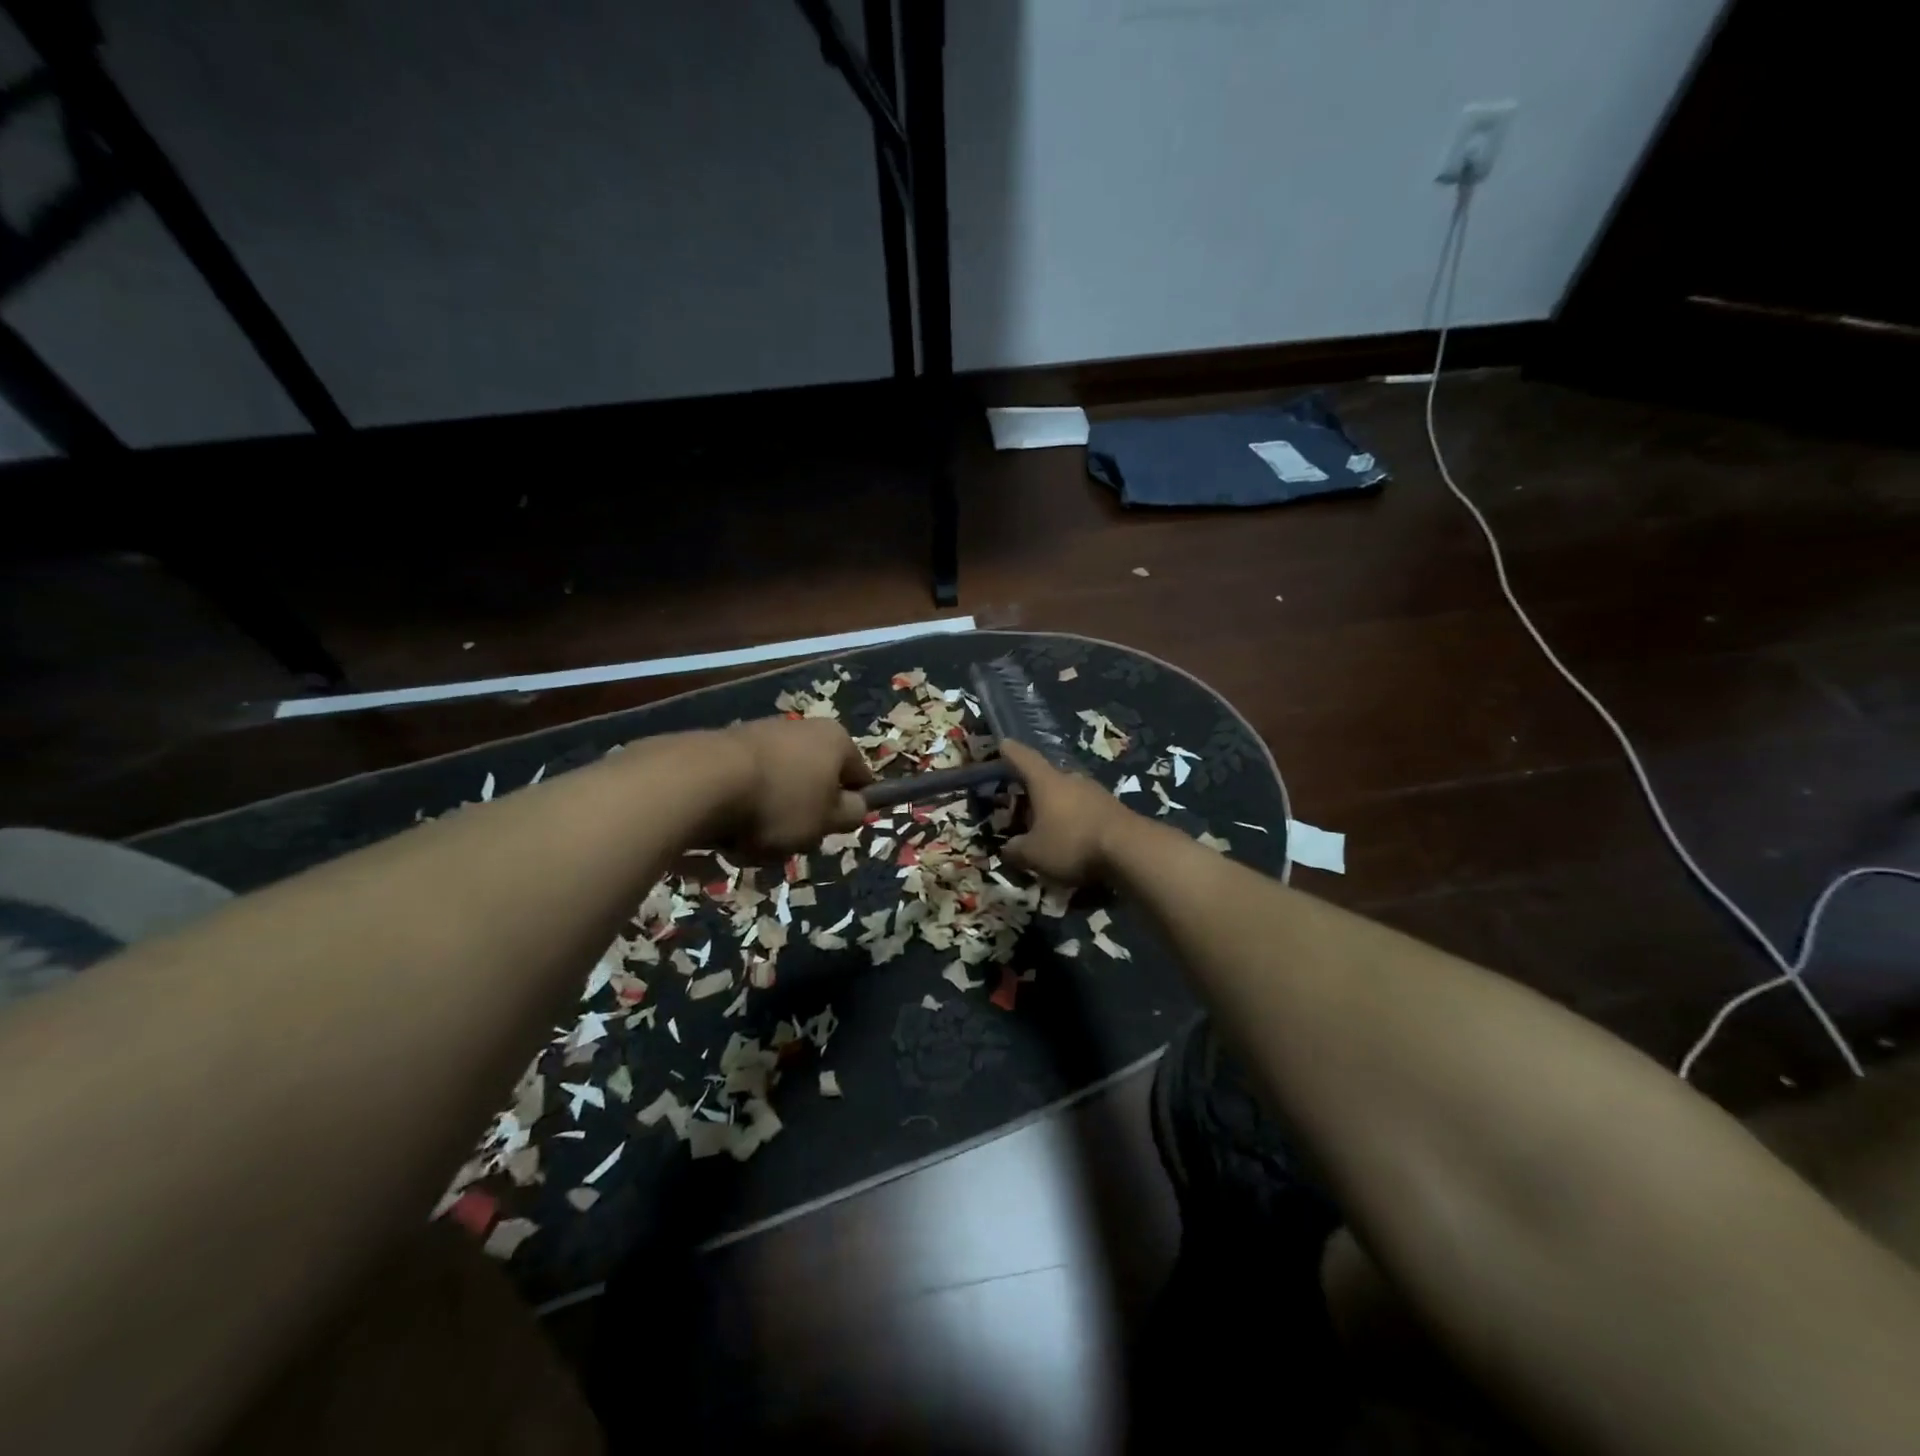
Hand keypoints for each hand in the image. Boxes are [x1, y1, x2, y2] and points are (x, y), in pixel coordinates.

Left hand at [712, 718, 872, 856]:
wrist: (702, 781)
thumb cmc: (779, 803)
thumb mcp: (826, 821)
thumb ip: (851, 813)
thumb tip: (857, 804)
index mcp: (836, 739)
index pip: (860, 776)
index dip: (850, 807)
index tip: (832, 830)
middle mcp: (802, 727)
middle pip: (815, 780)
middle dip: (805, 812)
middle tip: (791, 839)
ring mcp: (762, 732)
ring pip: (780, 785)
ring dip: (771, 813)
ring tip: (752, 839)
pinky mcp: (725, 745)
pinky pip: (746, 784)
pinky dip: (741, 805)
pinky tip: (726, 827)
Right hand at [1000, 740, 1133, 885]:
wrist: (1130, 850)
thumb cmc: (1072, 843)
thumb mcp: (1034, 854)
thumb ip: (1015, 850)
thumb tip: (1008, 849)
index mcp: (1046, 782)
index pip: (1023, 758)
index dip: (1010, 752)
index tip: (1003, 744)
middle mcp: (1071, 779)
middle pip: (1047, 777)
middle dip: (1033, 788)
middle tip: (1021, 802)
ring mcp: (1096, 792)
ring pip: (1068, 793)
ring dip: (1056, 805)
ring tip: (1047, 824)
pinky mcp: (1113, 808)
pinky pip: (1086, 808)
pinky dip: (1075, 818)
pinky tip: (1073, 836)